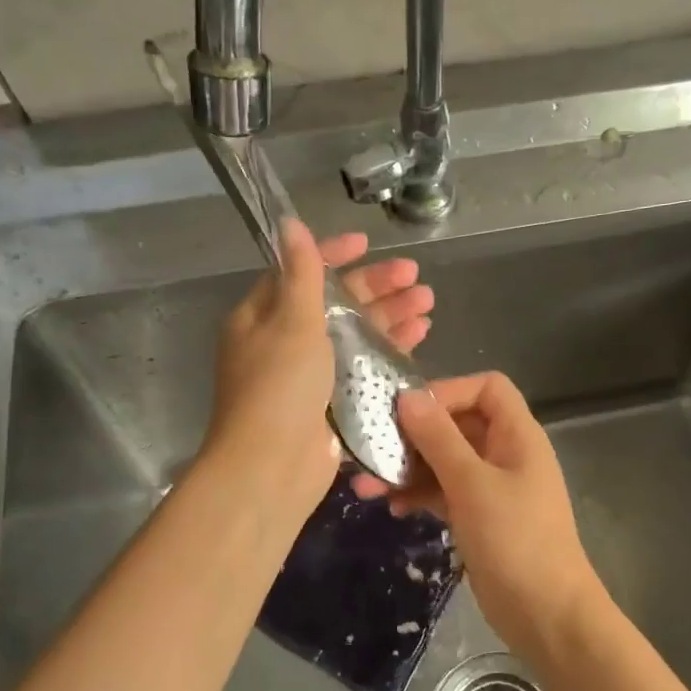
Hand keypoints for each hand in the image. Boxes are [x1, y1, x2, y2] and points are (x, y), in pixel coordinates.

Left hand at [205, 220, 433, 517]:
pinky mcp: (332, 404)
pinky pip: (364, 367)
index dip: (333, 255)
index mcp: (262, 317)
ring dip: (390, 317)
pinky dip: (390, 351)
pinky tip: (419, 338)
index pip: (300, 273)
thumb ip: (301, 273)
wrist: (271, 467)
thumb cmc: (278, 387)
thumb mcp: (291, 321)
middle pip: (336, 304)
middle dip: (376, 287)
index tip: (368, 243)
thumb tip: (289, 223)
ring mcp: (309, 376)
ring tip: (428, 303)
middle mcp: (284, 343)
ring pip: (355, 336)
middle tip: (416, 276)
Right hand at [353, 372, 604, 653]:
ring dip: (408, 468)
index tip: (407, 411)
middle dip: (414, 434)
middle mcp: (505, 453)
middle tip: (371, 448)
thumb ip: (438, 438)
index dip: (448, 390)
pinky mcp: (478, 516)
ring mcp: (491, 487)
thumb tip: (408, 396)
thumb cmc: (515, 540)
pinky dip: (419, 494)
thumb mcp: (472, 484)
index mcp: (517, 435)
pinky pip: (444, 492)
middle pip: (457, 424)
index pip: (486, 388)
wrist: (546, 615)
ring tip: (367, 485)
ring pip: (444, 461)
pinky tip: (392, 508)